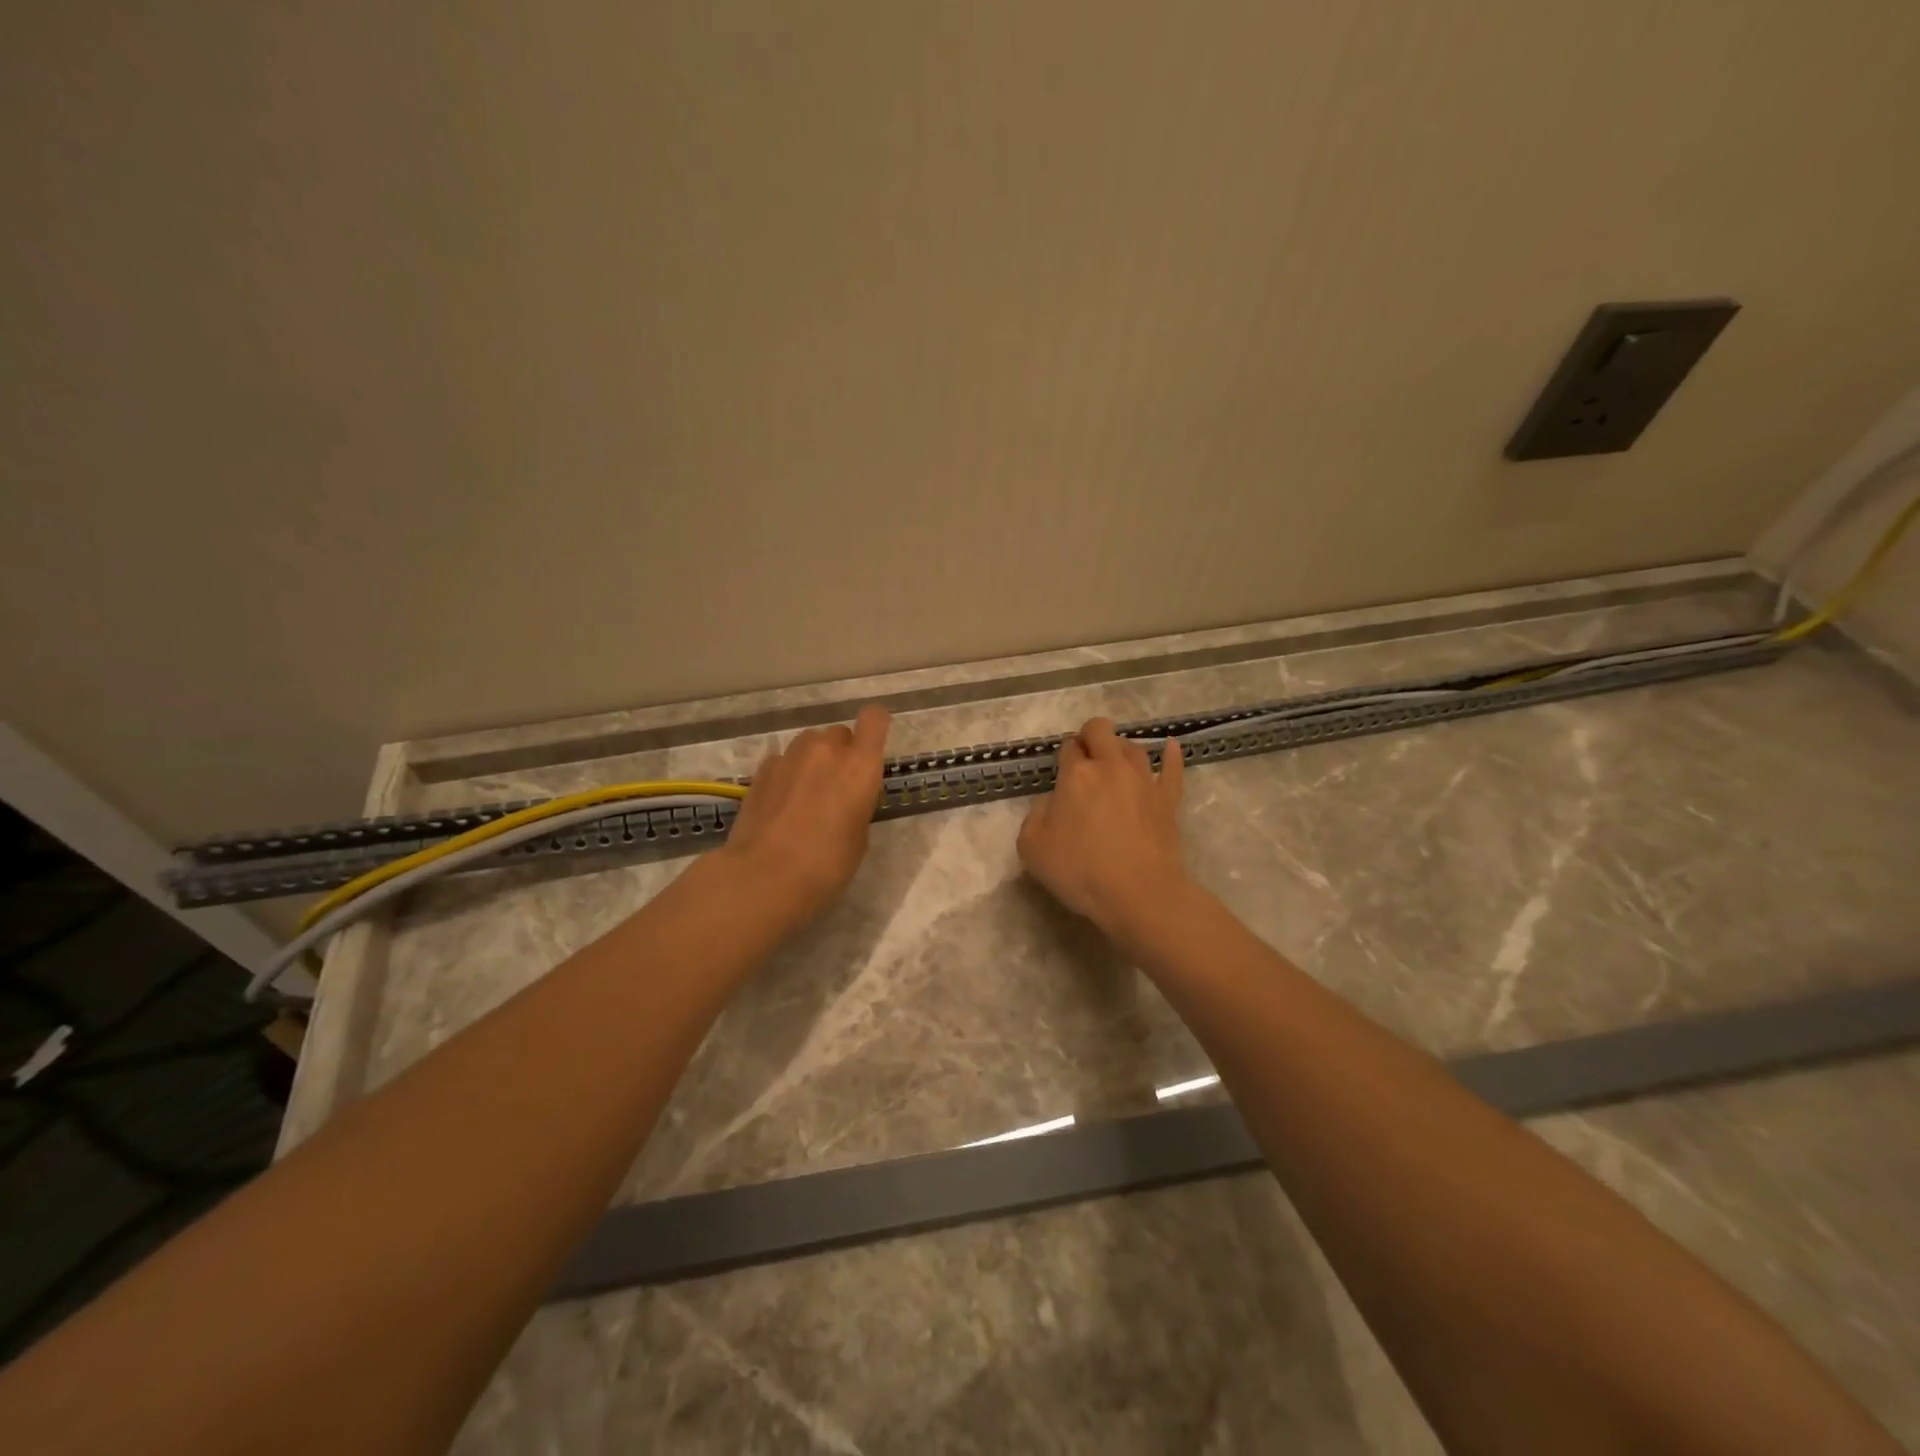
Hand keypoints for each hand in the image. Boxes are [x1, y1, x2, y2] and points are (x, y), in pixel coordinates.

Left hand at [720, 705, 890, 926]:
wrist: (764, 877)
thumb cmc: (826, 865)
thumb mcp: (859, 838)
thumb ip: (857, 806)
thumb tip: (845, 801)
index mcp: (860, 766)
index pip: (874, 718)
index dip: (875, 726)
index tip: (873, 746)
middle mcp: (826, 751)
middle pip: (839, 733)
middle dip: (841, 753)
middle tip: (837, 787)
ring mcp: (789, 757)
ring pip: (809, 744)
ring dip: (813, 761)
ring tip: (806, 795)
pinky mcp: (761, 771)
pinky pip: (783, 761)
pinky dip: (787, 775)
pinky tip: (781, 804)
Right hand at [1017, 718, 1189, 947]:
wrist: (1138, 893)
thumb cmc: (1080, 871)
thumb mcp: (1032, 848)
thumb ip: (1035, 816)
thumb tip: (1050, 803)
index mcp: (1076, 775)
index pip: (1068, 747)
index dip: (1064, 755)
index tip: (1062, 773)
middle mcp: (1110, 767)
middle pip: (1101, 730)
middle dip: (1090, 736)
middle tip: (1084, 758)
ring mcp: (1143, 780)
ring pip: (1133, 747)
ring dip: (1120, 748)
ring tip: (1114, 762)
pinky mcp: (1168, 799)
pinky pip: (1172, 768)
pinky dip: (1171, 755)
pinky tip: (1171, 747)